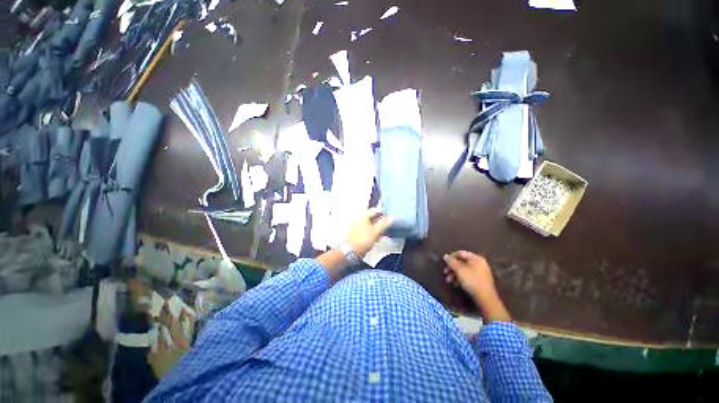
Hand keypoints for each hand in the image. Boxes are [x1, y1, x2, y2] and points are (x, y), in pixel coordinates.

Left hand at [346, 208, 392, 257]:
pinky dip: (369, 230)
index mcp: (363, 215)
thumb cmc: (365, 240)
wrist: (351, 251)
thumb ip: (384, 223)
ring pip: (368, 223)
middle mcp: (358, 217)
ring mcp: (354, 224)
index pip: (375, 211)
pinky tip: (373, 237)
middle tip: (385, 227)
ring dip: (375, 226)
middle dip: (379, 221)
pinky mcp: (353, 231)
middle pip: (371, 217)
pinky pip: (364, 228)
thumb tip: (391, 217)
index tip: (389, 219)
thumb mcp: (377, 231)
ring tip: (380, 233)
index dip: (383, 214)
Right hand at [443, 251, 510, 321]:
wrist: (486, 298)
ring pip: (464, 269)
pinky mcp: (481, 280)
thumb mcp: (459, 270)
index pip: (460, 253)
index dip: (451, 257)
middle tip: (445, 273)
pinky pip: (468, 275)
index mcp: (475, 258)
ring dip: (455, 274)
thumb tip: (445, 256)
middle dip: (452, 267)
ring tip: (449, 280)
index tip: (444, 263)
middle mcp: (479, 263)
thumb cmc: (471, 280)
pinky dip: (461, 278)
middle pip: (462, 262)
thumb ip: (451, 262)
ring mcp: (481, 272)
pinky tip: (456, 284)